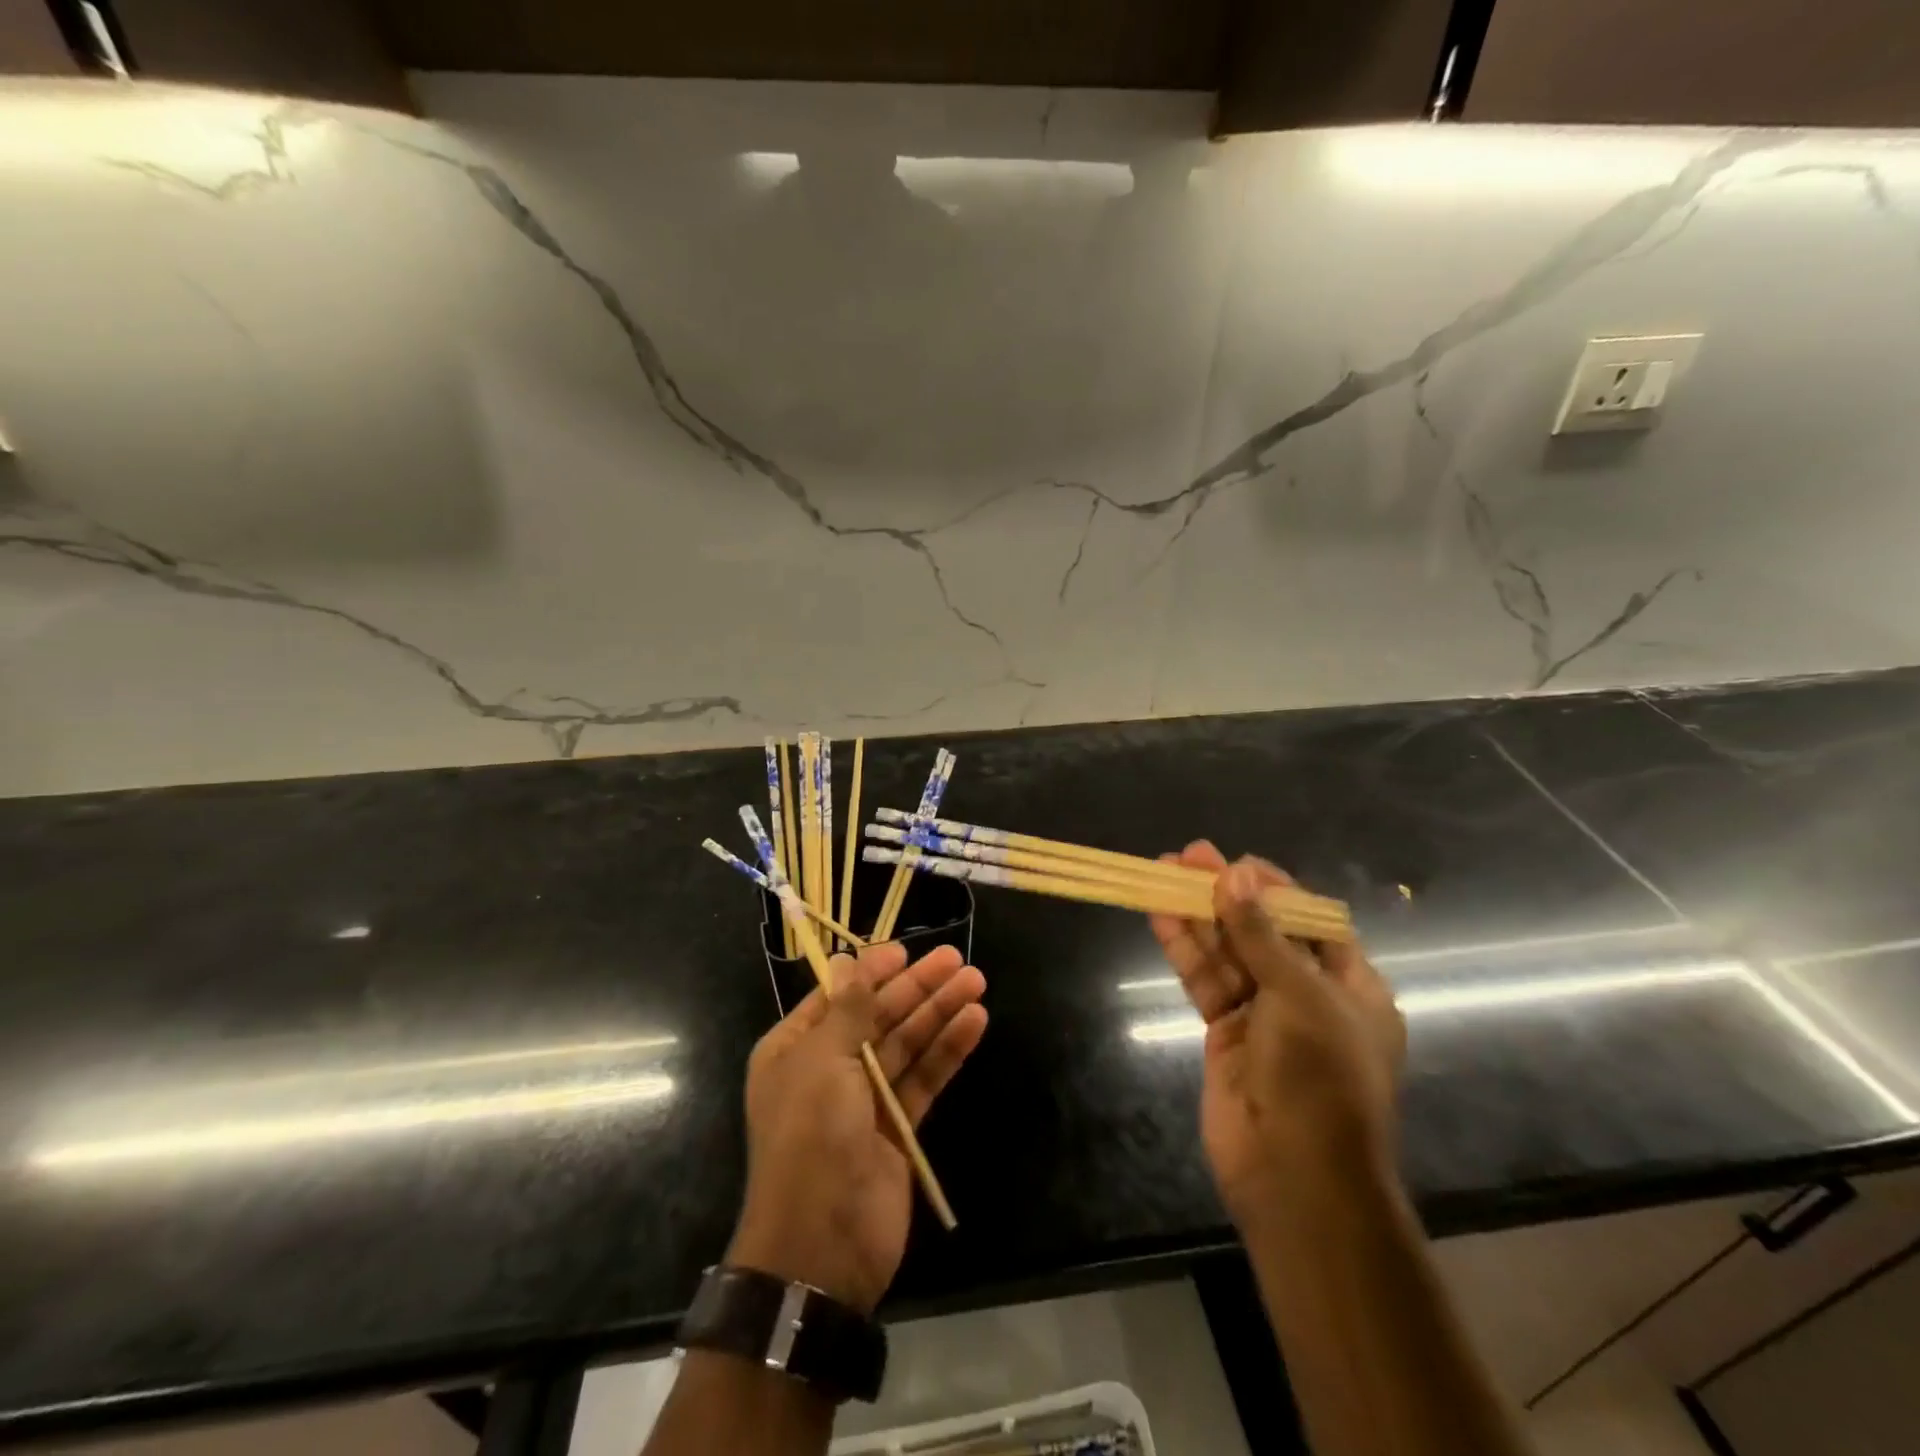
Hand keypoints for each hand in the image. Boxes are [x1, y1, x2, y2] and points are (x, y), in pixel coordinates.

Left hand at [728, 942, 987, 1314]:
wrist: (822, 1246)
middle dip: (917, 988)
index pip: (837, 996)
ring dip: (939, 1013)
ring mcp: (864, 1099)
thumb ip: (847, 1011)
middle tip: (956, 960)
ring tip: (976, 982)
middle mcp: (828, 1068)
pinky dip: (947, 1050)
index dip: (871, 972)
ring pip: (907, 1043)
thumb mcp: (822, 1062)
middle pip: (879, 1015)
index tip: (905, 951)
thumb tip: (848, 961)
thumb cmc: (810, 1138)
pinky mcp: (897, 1127)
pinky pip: (924, 1078)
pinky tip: (974, 1022)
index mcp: (794, 1049)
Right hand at [1150, 844, 1404, 1228]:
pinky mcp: (1225, 1034)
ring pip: (1227, 953)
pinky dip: (1184, 950)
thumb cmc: (1321, 1078)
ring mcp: (1264, 1016)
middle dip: (1226, 894)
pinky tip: (1160, 916)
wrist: (1296, 1177)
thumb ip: (1261, 934)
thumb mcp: (1299, 995)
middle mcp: (1308, 997)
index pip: (1313, 922)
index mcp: (1351, 987)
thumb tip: (1235, 874)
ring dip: (1197, 915)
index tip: (1235, 864)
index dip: (1275, 889)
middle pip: (1262, 931)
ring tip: (1162, 872)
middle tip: (1186, 856)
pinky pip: (1205, 981)